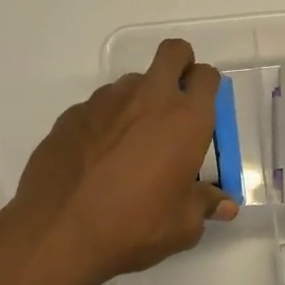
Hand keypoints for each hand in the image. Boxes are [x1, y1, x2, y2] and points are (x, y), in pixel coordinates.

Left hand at [11, 39, 237, 284]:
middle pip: (173, 53)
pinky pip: (99, 107)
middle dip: (180, 65)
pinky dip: (105, 123)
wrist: (59, 232)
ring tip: (131, 143)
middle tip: (175, 101)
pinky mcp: (73, 113)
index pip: (207, 76)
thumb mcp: (182, 226)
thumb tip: (225, 206)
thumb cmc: (134, 226)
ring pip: (133, 82)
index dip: (207, 87)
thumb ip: (205, 205)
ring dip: (139, 101)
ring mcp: (106, 101)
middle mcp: (149, 98)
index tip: (203, 109)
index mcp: (186, 119)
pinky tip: (96, 158)